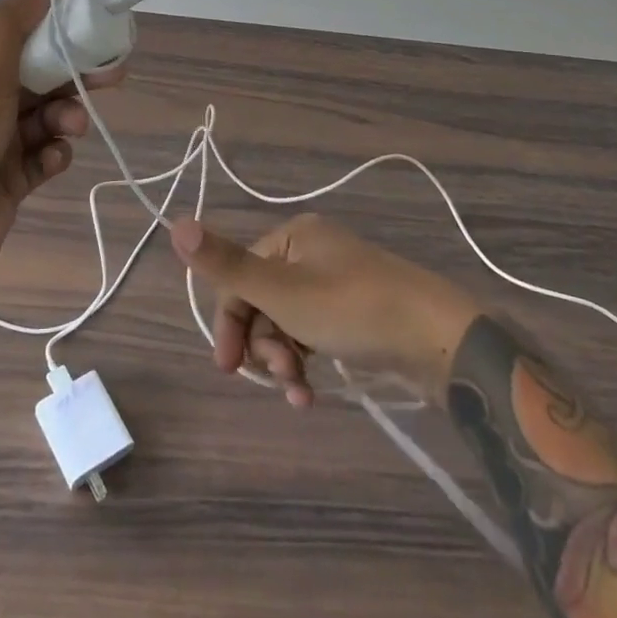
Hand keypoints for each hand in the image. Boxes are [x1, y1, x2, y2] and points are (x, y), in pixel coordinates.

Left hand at [0, 0, 124, 328]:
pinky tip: (52, 161)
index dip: (58, 33)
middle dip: (74, 77)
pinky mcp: (8, 183)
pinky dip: (53, 156)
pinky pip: (42, 159)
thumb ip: (12, 24)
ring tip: (70, 129)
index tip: (95, 29)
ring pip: (45, 119)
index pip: (21, 40)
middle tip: (113, 74)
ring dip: (65, 119)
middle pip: (40, 79)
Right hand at [170, 213, 480, 406]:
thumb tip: (175, 223)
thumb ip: (226, 265)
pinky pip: (315, 332)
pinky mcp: (358, 311)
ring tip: (301, 394)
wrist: (442, 339)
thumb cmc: (354, 309)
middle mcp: (313, 252)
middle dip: (263, 346)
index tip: (227, 368)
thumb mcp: (282, 292)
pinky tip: (315, 391)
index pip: (240, 277)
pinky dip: (308, 360)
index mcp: (294, 237)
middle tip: (279, 380)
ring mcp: (338, 282)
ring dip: (285, 360)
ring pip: (288, 322)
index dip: (229, 321)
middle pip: (264, 301)